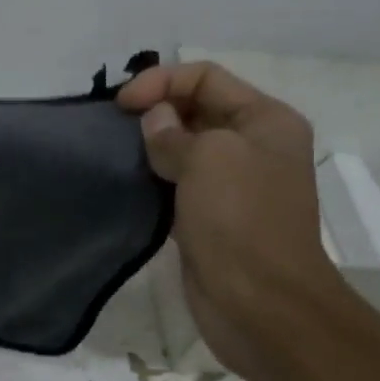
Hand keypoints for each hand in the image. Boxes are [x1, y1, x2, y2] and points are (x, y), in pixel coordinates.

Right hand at [117, 61, 344, 379]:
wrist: (259, 303)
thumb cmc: (240, 220)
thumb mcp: (208, 158)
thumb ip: (172, 132)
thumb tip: (154, 121)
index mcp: (265, 120)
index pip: (206, 77)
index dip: (161, 81)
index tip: (121, 106)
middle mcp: (253, 146)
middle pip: (195, 108)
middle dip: (154, 110)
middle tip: (114, 128)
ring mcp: (232, 184)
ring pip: (183, 147)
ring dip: (150, 146)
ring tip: (115, 152)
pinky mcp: (210, 217)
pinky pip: (177, 183)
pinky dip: (152, 178)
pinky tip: (128, 182)